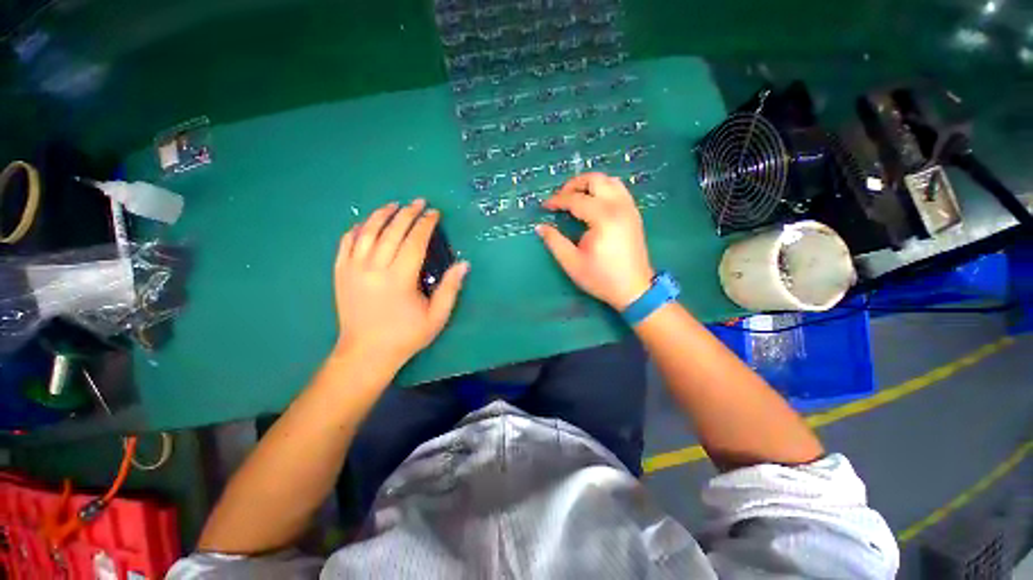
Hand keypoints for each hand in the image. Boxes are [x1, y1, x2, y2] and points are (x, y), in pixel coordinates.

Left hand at [333, 200, 468, 368]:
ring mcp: (353, 269)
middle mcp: (374, 268)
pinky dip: (356, 229)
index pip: (414, 241)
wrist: (366, 353)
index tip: (434, 213)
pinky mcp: (340, 273)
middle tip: (419, 202)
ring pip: (366, 232)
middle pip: (391, 231)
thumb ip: (450, 289)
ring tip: (394, 205)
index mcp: (399, 278)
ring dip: (381, 215)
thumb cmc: (405, 336)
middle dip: (407, 213)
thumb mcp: (436, 317)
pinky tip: (366, 223)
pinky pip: (346, 243)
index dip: (426, 225)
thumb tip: (464, 264)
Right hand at [536, 173, 653, 309]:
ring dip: (589, 184)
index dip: (557, 200)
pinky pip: (618, 190)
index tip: (544, 206)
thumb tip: (540, 227)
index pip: (576, 199)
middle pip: (595, 180)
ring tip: (575, 197)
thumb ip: (554, 242)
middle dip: (574, 184)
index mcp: (603, 218)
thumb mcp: (572, 263)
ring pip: (609, 181)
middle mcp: (619, 207)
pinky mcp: (634, 214)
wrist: (634, 290)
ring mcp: (629, 208)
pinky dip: (603, 189)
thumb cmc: (601, 278)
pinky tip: (593, 203)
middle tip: (560, 198)